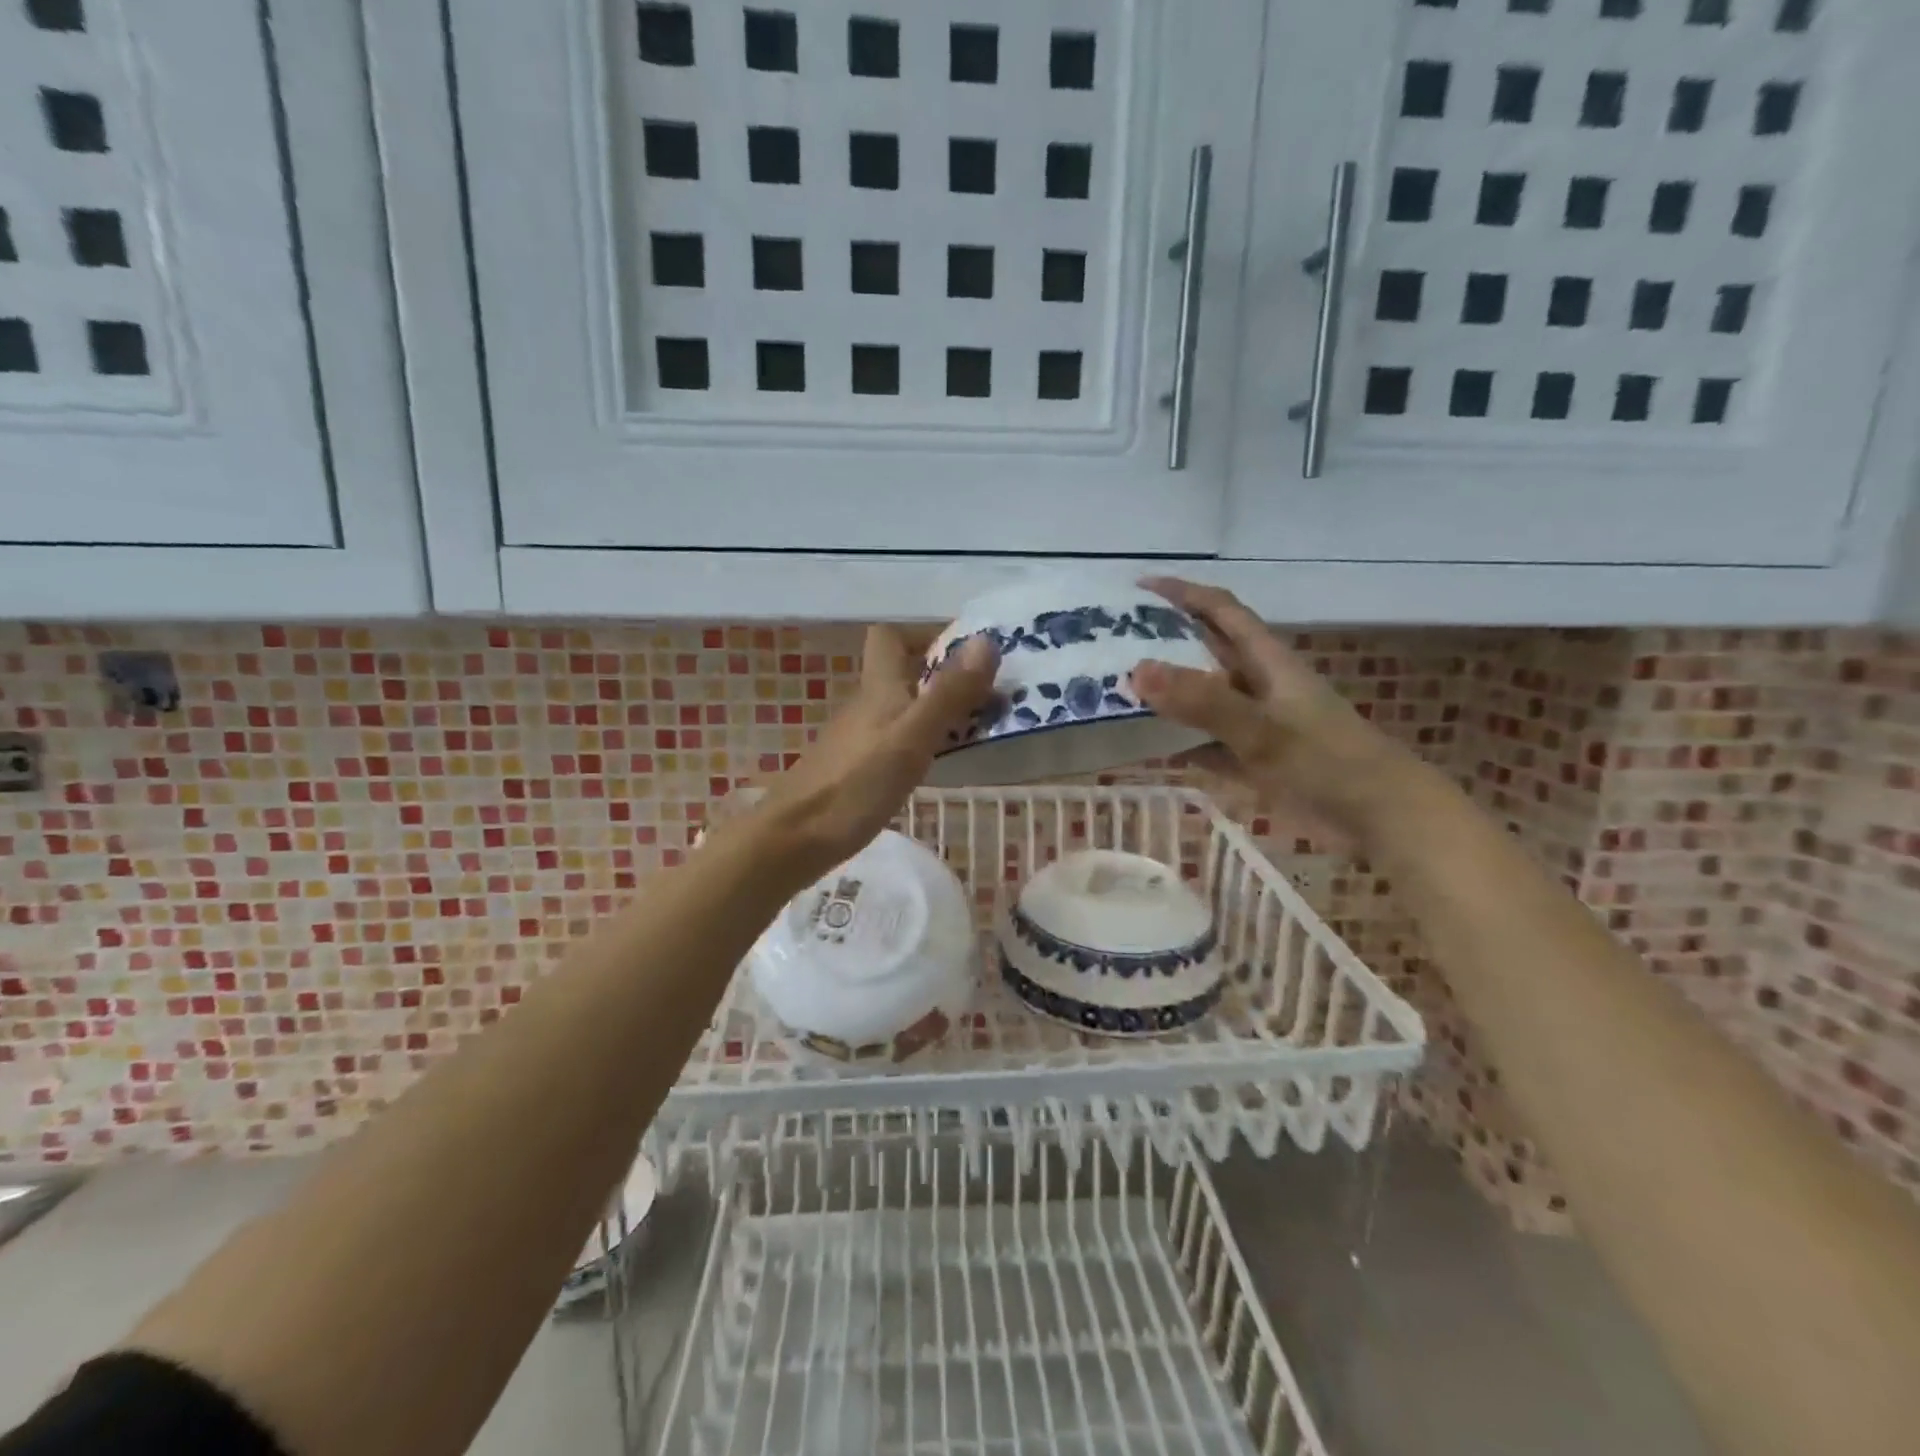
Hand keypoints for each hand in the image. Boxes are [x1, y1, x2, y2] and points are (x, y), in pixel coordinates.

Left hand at [746, 626, 997, 882]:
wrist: (795, 840)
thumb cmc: (856, 785)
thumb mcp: (912, 737)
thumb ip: (949, 693)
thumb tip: (986, 640)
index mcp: (878, 689)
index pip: (890, 636)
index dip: (925, 634)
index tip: (968, 653)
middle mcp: (866, 706)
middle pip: (902, 673)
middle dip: (945, 676)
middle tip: (991, 695)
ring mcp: (859, 739)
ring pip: (903, 708)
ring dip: (938, 710)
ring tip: (979, 729)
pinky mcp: (856, 769)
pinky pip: (897, 739)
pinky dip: (924, 741)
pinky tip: (941, 764)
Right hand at [1129, 577, 1424, 848]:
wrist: (1381, 818)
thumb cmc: (1328, 762)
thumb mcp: (1263, 729)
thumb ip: (1203, 702)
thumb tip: (1136, 670)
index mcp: (1266, 662)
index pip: (1221, 611)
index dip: (1182, 593)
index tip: (1136, 589)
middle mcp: (1256, 685)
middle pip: (1203, 653)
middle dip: (1160, 644)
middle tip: (1108, 645)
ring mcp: (1254, 724)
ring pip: (1199, 701)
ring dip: (1163, 697)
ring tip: (1111, 694)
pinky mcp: (1253, 760)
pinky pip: (1203, 745)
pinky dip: (1175, 745)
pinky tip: (1141, 750)